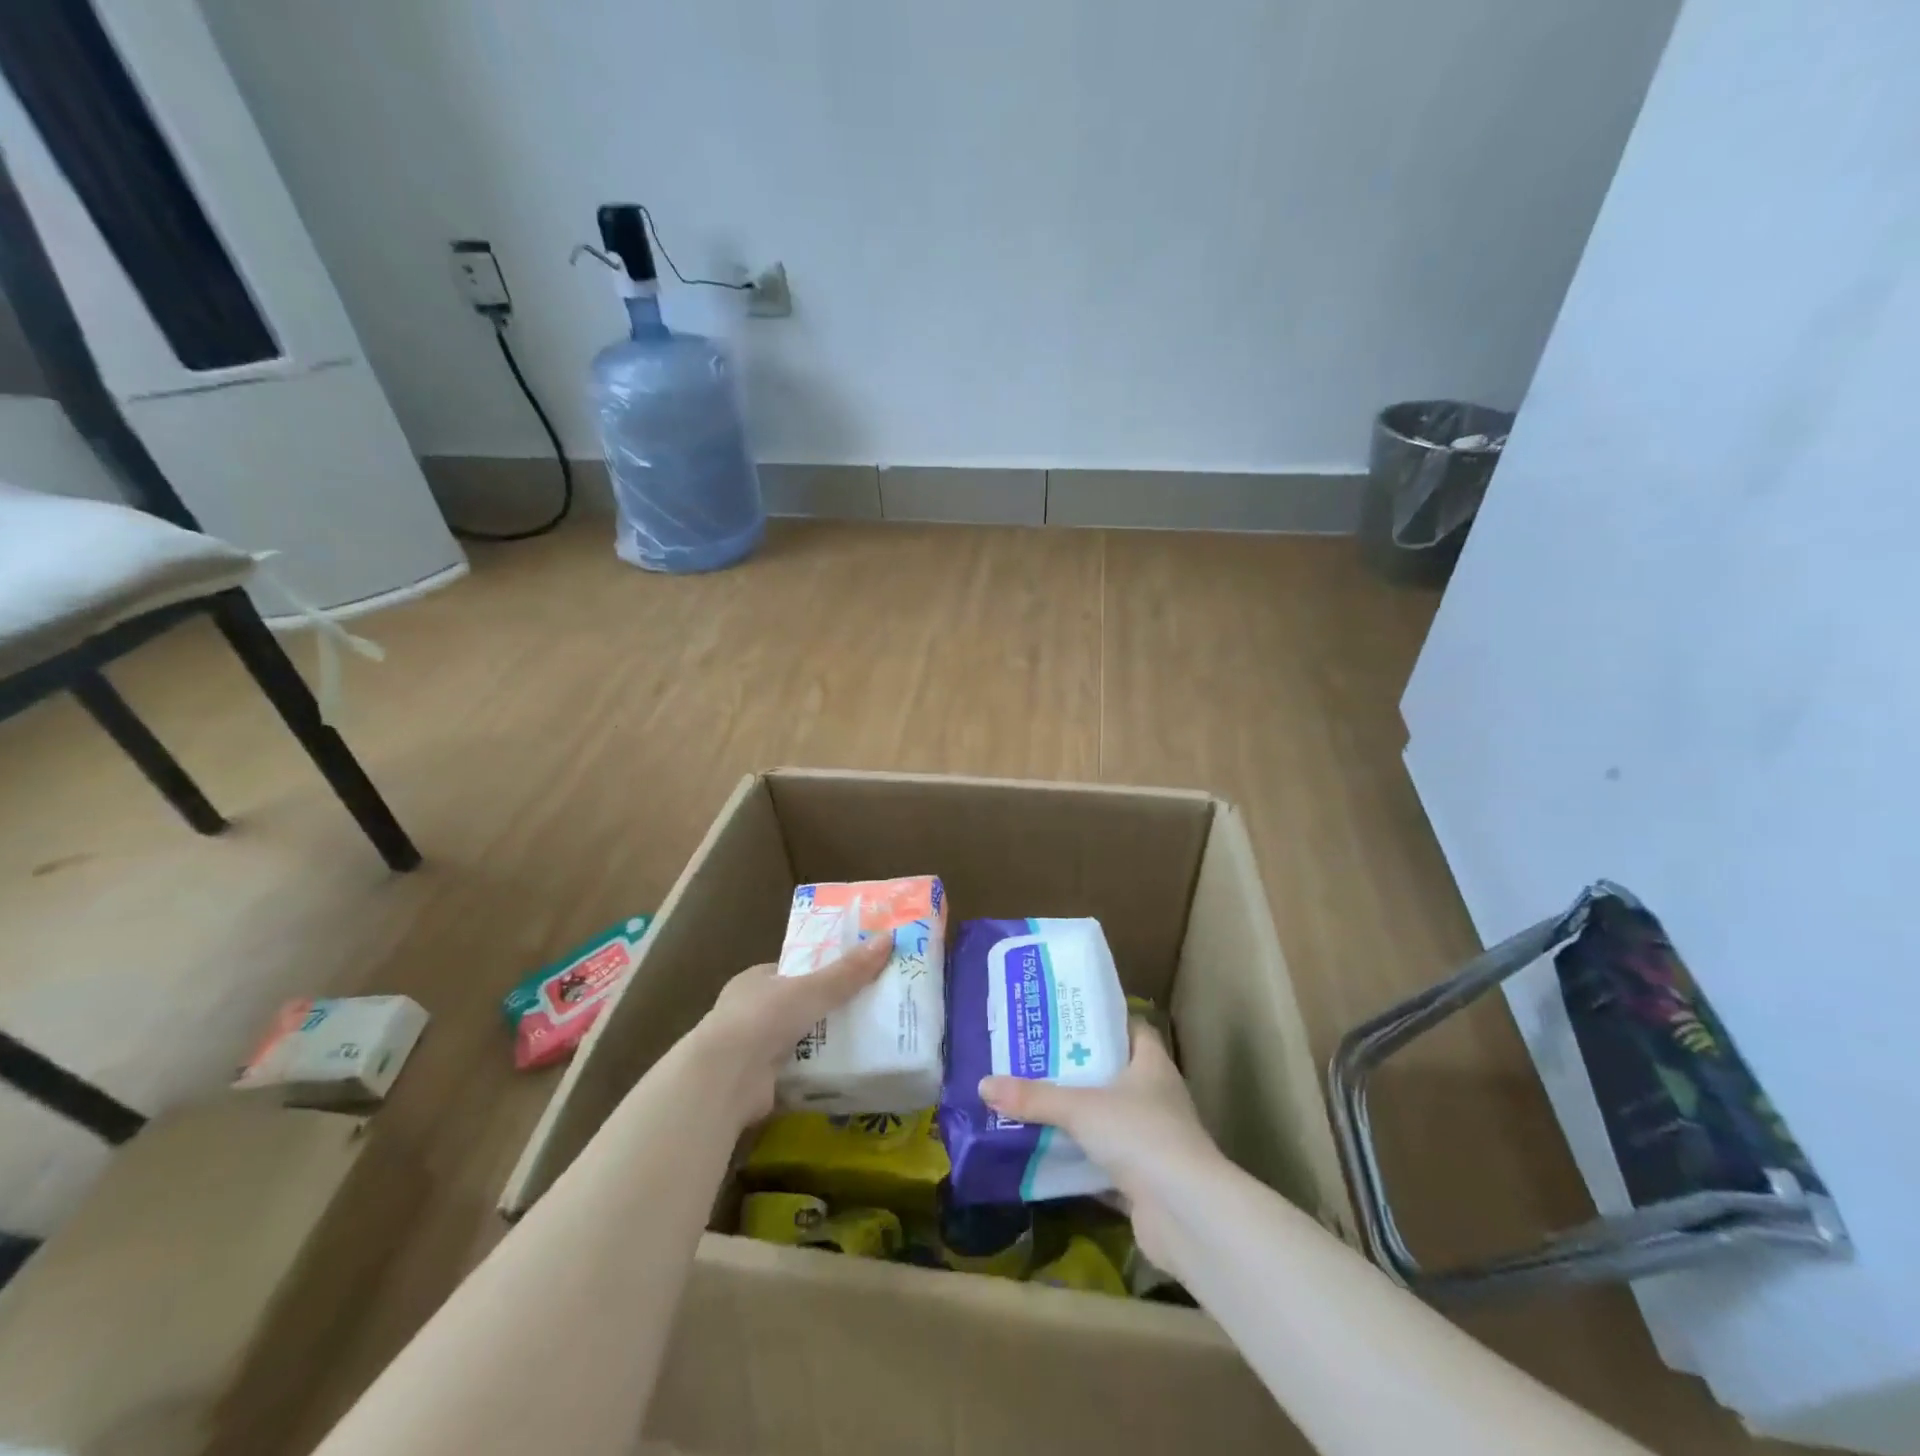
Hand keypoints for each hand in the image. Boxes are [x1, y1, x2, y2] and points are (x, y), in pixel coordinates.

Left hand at [695, 932, 892, 1127]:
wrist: (723, 1080)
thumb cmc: (762, 1019)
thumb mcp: (812, 989)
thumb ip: (848, 971)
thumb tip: (888, 939)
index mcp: (755, 981)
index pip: (793, 970)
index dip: (822, 971)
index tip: (855, 975)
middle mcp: (750, 1012)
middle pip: (798, 1006)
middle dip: (827, 1010)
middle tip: (869, 1008)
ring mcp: (751, 1050)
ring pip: (798, 1040)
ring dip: (824, 1043)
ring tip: (868, 1040)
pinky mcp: (757, 1084)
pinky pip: (796, 1072)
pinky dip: (817, 1073)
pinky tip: (847, 1072)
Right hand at [978, 1020, 1219, 1272]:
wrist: (1186, 1215)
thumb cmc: (1140, 1136)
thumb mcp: (1081, 1108)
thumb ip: (1034, 1097)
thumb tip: (984, 1085)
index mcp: (1152, 1065)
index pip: (1132, 1030)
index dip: (1103, 1022)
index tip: (1067, 1019)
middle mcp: (1157, 1098)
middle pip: (1115, 1075)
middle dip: (1079, 1071)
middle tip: (1036, 1060)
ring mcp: (1154, 1142)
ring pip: (1109, 1121)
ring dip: (1079, 1119)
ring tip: (1033, 1105)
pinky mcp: (1145, 1182)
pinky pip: (1105, 1164)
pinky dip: (1080, 1163)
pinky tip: (1046, 1158)